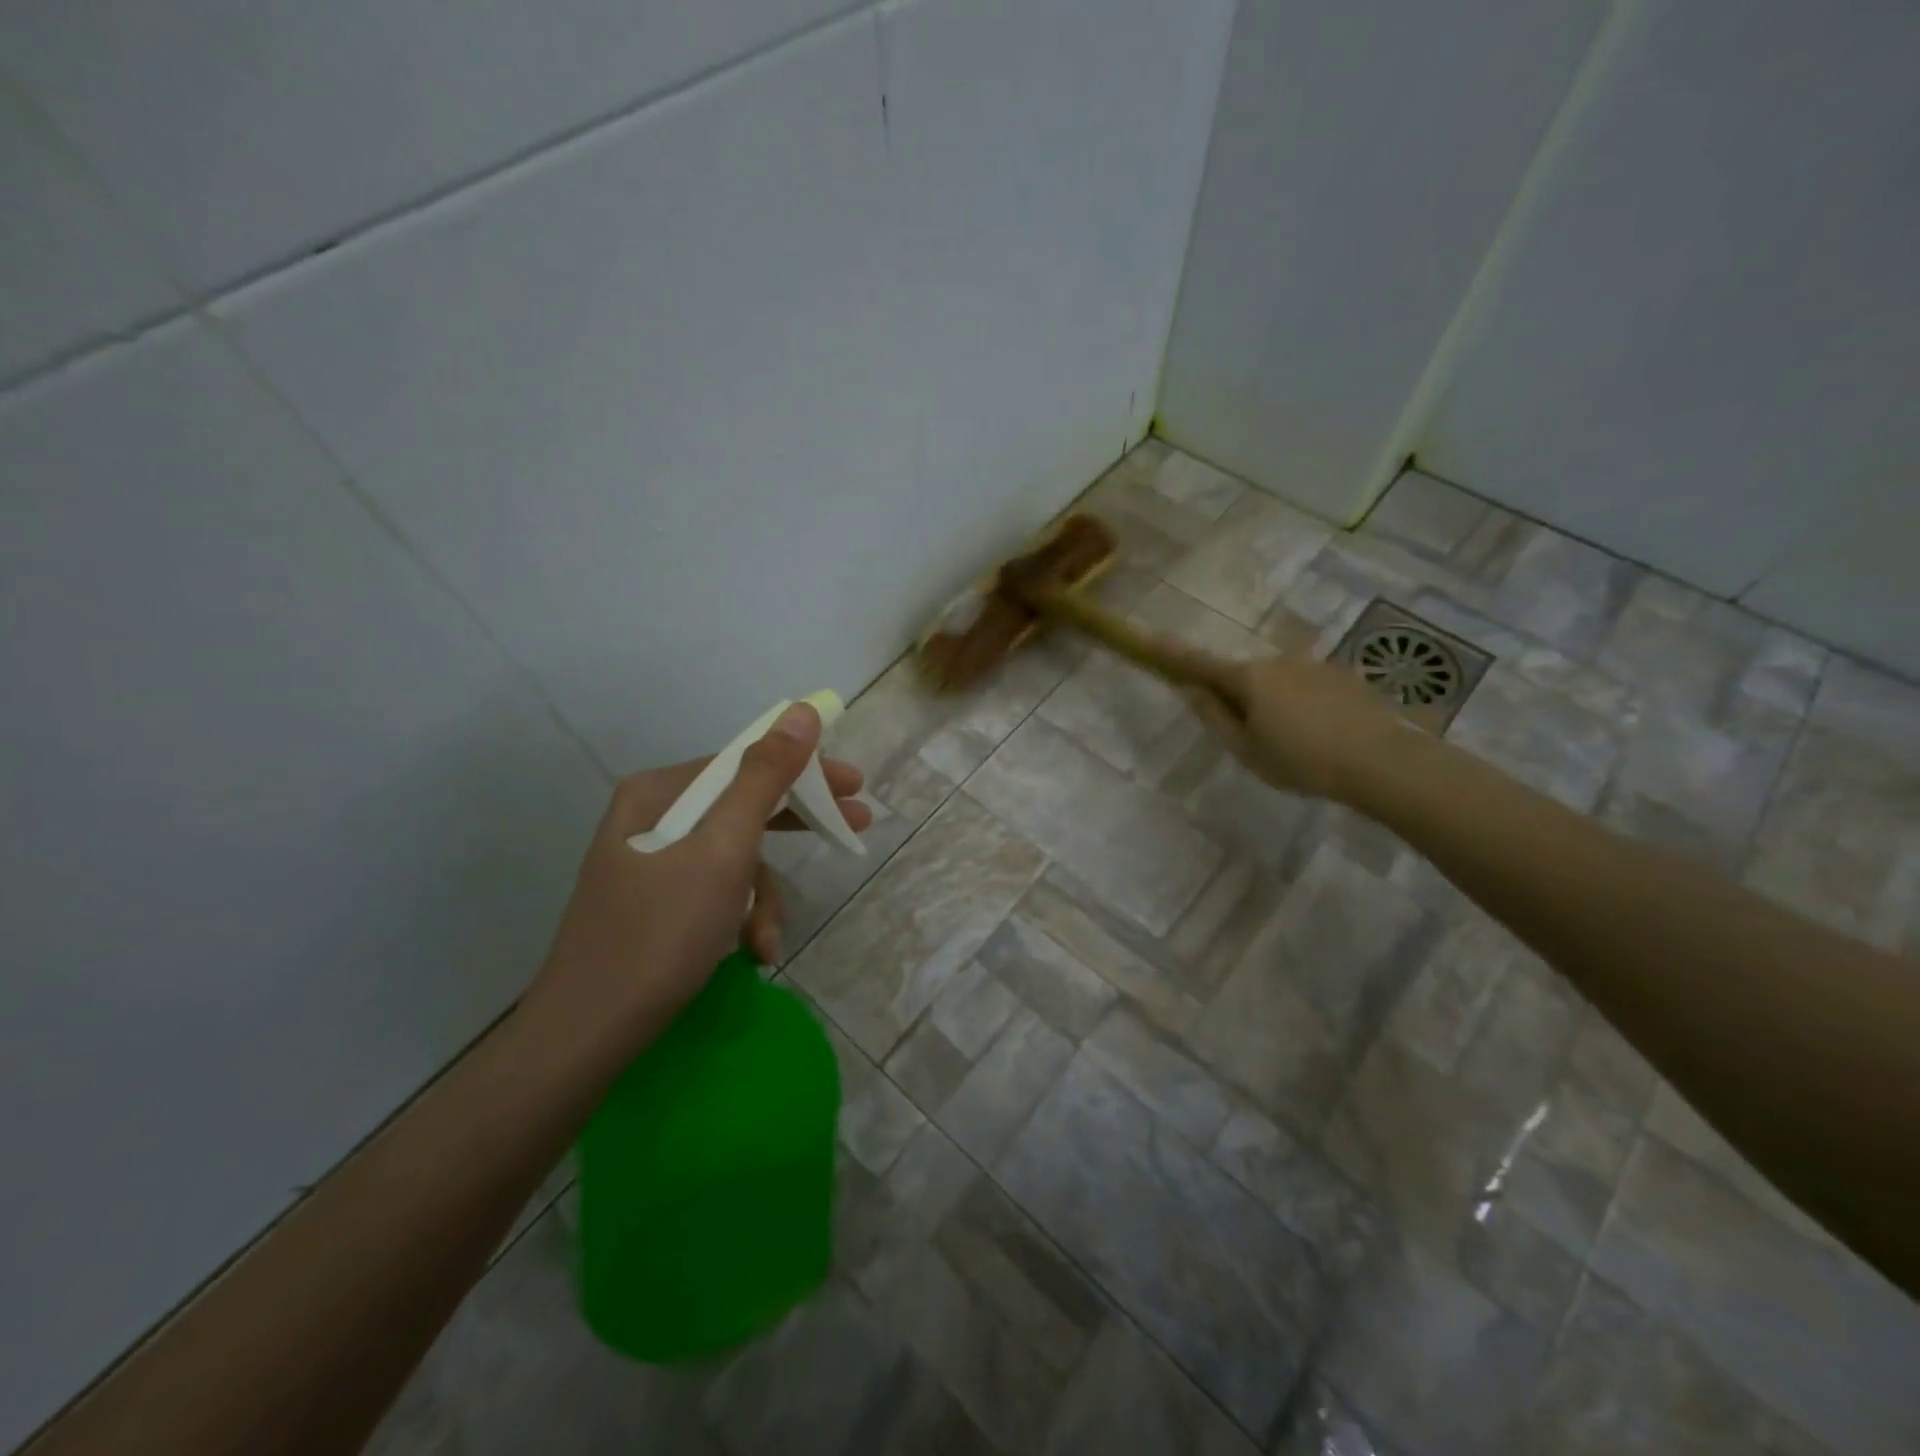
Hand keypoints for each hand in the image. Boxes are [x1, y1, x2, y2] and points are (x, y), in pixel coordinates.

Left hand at [522, 703, 870, 1052]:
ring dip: (761, 897)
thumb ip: (765, 778)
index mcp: (658, 792)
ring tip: (769, 940)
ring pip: (732, 857)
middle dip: (795, 828)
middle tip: (852, 829)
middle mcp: (651, 817)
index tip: (855, 786)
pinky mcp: (653, 903)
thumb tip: (801, 711)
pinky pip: (713, 890)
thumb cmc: (661, 934)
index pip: (746, 762)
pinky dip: (737, 917)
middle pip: (742, 807)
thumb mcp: (724, 851)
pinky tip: (749, 952)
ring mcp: (649, 863)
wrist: (585, 1036)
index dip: (805, 772)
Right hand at [1163, 644, 1406, 801]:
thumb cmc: (1301, 761)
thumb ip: (1214, 717)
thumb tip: (1191, 691)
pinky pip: (1305, 686)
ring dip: (1272, 704)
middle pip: (1242, 676)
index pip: (1200, 663)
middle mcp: (1277, 661)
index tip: (1150, 640)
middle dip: (1237, 698)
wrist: (1381, 761)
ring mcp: (1312, 664)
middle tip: (1249, 739)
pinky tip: (1319, 736)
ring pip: (1276, 682)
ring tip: (1293, 745)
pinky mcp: (1341, 675)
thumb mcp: (1246, 750)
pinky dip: (1301, 705)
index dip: (1173, 655)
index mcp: (1248, 678)